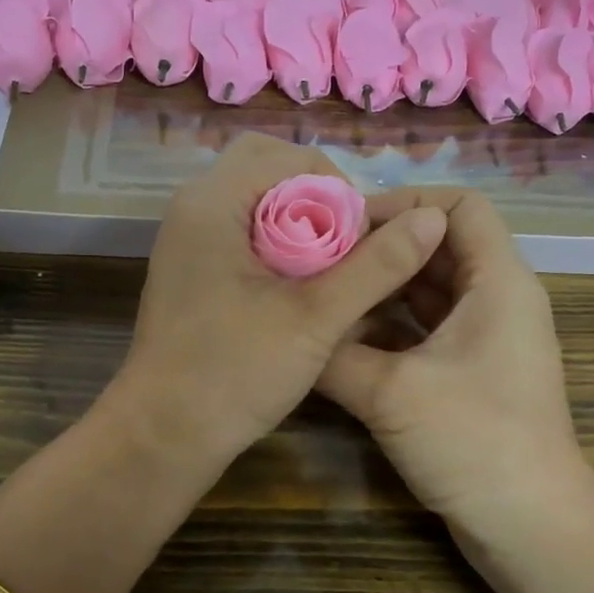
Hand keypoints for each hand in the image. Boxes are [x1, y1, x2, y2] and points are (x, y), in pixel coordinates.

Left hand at [110, 133, 448, 477]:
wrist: (162, 435)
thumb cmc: (234, 372)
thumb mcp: (315, 319)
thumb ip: (375, 266)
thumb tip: (431, 218)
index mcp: (213, 202)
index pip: (290, 157)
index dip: (338, 189)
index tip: (361, 242)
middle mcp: (193, 208)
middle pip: (268, 170)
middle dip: (318, 202)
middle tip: (345, 250)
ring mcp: (186, 240)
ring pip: (256, 204)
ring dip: (299, 226)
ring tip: (328, 274)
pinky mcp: (190, 271)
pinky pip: (241, 234)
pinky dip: (276, 248)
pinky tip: (299, 292)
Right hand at [316, 187, 593, 548]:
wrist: (530, 528)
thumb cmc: (473, 442)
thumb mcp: (390, 391)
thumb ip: (333, 352)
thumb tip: (287, 327)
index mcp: (498, 282)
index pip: (458, 205)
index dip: (405, 204)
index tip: (347, 227)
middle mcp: (498, 300)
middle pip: (438, 246)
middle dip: (381, 248)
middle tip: (319, 260)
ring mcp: (486, 339)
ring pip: (430, 291)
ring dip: (381, 289)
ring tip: (323, 293)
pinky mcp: (472, 374)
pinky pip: (427, 329)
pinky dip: (389, 326)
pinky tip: (344, 338)